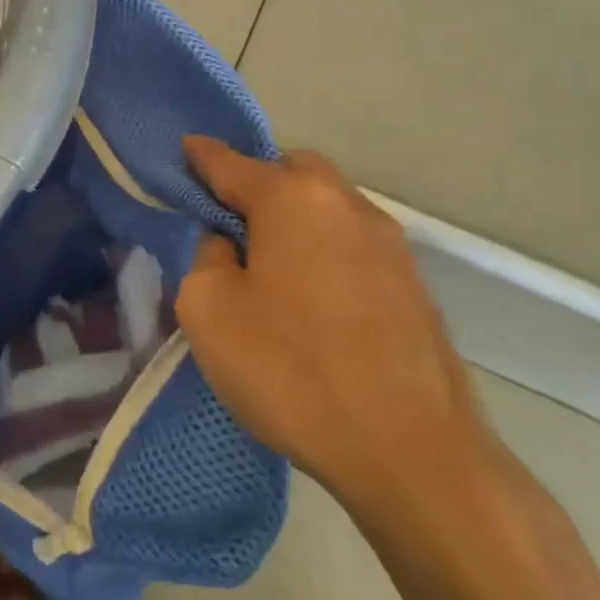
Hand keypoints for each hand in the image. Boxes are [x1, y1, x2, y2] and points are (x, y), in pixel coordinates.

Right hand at [177, 137, 491, 504]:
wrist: (412, 451)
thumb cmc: (292, 370)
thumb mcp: (209, 312)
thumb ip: (206, 260)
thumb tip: (228, 246)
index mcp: (293, 200)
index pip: (233, 163)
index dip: (202, 156)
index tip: (185, 147)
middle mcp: (346, 205)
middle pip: (292, 171)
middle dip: (257, 182)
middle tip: (227, 220)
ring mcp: (390, 244)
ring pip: (328, 206)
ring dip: (294, 217)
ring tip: (268, 262)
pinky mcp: (414, 284)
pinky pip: (352, 243)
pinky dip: (323, 249)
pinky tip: (311, 295)